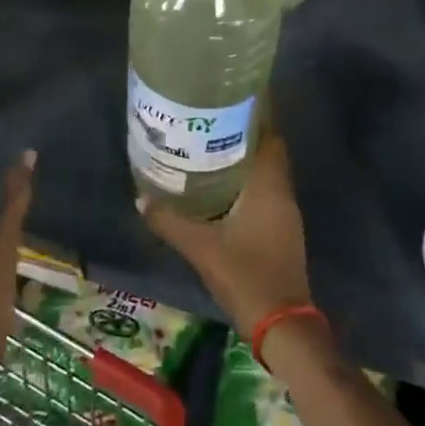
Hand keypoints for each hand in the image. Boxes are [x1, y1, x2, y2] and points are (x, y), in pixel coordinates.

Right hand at [142, 117, 311, 334]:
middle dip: (243, 136)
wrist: (281, 324)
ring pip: (266, 175)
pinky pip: (264, 194)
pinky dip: (246, 184)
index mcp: (269, 188)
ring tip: (208, 147)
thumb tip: (140, 198)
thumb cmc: (245, 275)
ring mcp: (284, 215)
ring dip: (244, 160)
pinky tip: (219, 188)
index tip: (231, 101)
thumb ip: (169, 221)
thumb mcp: (200, 247)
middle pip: (267, 153)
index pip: (270, 138)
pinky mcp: (281, 232)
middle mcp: (281, 195)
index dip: (256, 117)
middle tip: (208, 122)